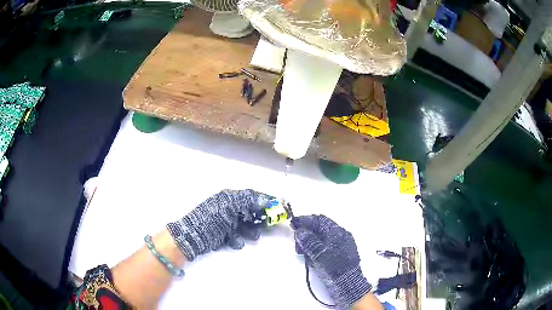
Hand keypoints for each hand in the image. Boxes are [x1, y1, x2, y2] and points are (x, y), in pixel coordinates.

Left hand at [167, 189, 272, 260]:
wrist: (194, 236)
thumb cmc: (212, 218)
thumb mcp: (229, 204)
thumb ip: (248, 200)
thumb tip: (265, 199)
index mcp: (230, 198)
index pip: (252, 196)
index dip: (266, 200)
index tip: (279, 205)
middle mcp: (229, 209)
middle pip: (251, 212)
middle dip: (259, 219)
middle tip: (267, 225)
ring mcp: (227, 223)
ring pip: (246, 226)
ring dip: (250, 231)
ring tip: (250, 236)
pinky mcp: (225, 236)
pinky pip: (237, 237)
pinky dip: (237, 240)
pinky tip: (232, 241)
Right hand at [292, 215, 371, 309]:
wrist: (347, 284)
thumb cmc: (334, 267)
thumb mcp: (319, 253)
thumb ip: (309, 241)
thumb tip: (300, 231)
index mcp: (338, 232)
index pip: (320, 220)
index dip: (306, 221)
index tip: (293, 224)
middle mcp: (340, 236)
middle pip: (320, 229)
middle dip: (307, 233)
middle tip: (296, 241)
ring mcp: (340, 246)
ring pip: (321, 239)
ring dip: (309, 242)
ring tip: (301, 251)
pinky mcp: (338, 256)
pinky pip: (324, 247)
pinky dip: (315, 249)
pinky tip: (309, 256)